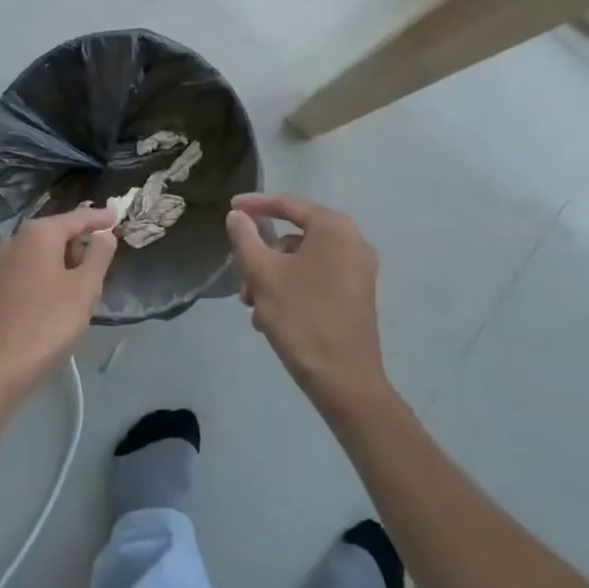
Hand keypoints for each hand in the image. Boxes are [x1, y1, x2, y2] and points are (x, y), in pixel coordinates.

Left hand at [0, 205, 117, 401]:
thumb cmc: (47, 324)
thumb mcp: (84, 289)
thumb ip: (99, 255)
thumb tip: (104, 233)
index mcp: (39, 233)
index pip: (78, 218)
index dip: (100, 218)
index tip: (117, 216)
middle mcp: (17, 240)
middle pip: (58, 232)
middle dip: (80, 245)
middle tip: (100, 267)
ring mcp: (1, 263)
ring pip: (43, 253)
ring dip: (64, 263)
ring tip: (80, 288)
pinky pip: (29, 269)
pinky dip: (47, 275)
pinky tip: (55, 299)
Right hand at [226, 193, 387, 419]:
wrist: (346, 383)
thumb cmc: (302, 319)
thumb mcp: (263, 275)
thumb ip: (246, 238)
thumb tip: (237, 215)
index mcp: (333, 227)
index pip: (287, 204)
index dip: (255, 205)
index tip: (229, 208)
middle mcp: (352, 240)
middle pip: (294, 236)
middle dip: (263, 256)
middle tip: (242, 280)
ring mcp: (359, 269)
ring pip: (304, 260)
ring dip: (274, 277)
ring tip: (253, 308)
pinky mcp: (359, 294)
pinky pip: (318, 277)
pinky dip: (293, 288)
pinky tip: (273, 316)